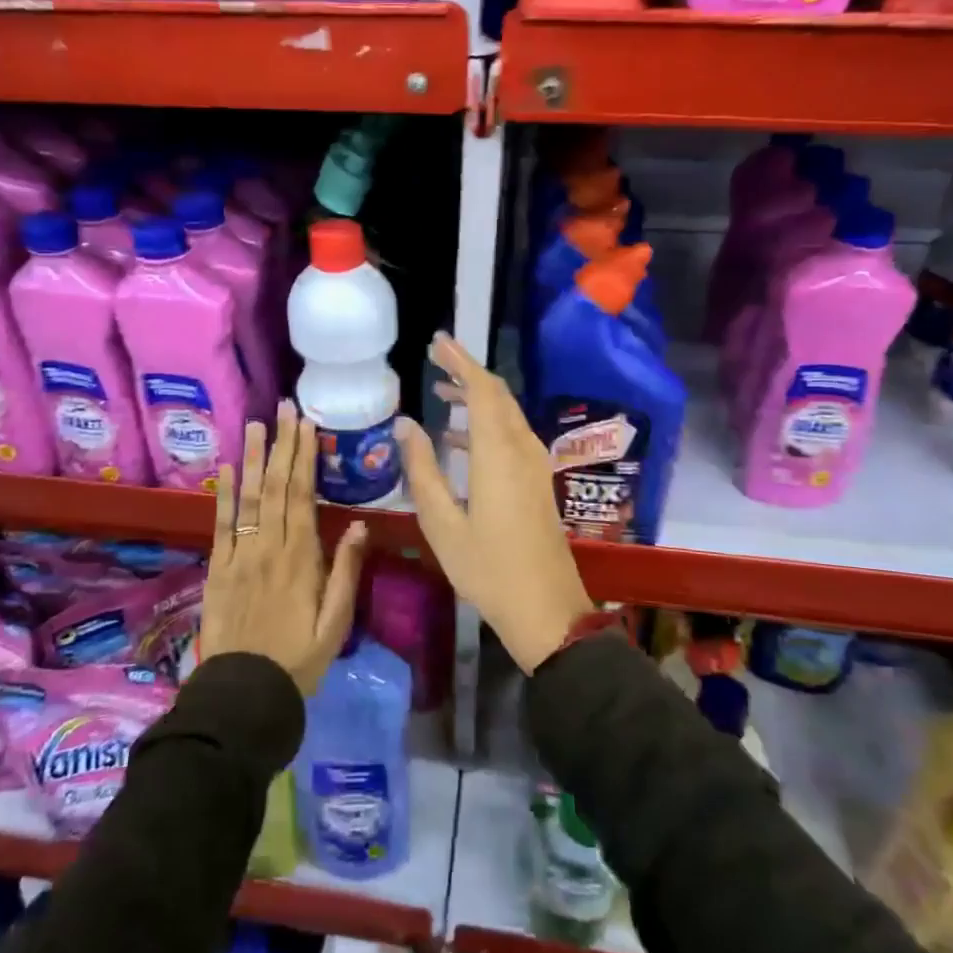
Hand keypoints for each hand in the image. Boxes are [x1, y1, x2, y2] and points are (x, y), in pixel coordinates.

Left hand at [202, 400, 366, 695]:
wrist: (243, 695)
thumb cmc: (299, 660)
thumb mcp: (335, 623)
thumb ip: (346, 571)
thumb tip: (358, 523)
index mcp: (300, 557)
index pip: (302, 495)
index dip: (303, 457)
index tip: (306, 425)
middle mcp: (268, 547)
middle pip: (275, 487)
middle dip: (281, 445)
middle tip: (284, 409)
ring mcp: (238, 556)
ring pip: (247, 498)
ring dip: (251, 459)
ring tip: (255, 425)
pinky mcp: (217, 570)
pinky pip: (220, 525)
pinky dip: (222, 495)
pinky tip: (225, 469)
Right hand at [397, 333, 593, 674]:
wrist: (546, 610)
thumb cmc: (488, 568)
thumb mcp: (442, 523)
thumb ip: (422, 469)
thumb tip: (405, 424)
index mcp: (498, 454)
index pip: (483, 390)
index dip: (461, 361)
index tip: (437, 342)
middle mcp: (522, 449)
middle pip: (498, 396)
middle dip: (467, 373)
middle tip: (435, 359)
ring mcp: (534, 466)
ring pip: (506, 415)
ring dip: (477, 399)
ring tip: (442, 392)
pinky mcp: (537, 482)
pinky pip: (511, 436)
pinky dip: (485, 425)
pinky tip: (458, 439)